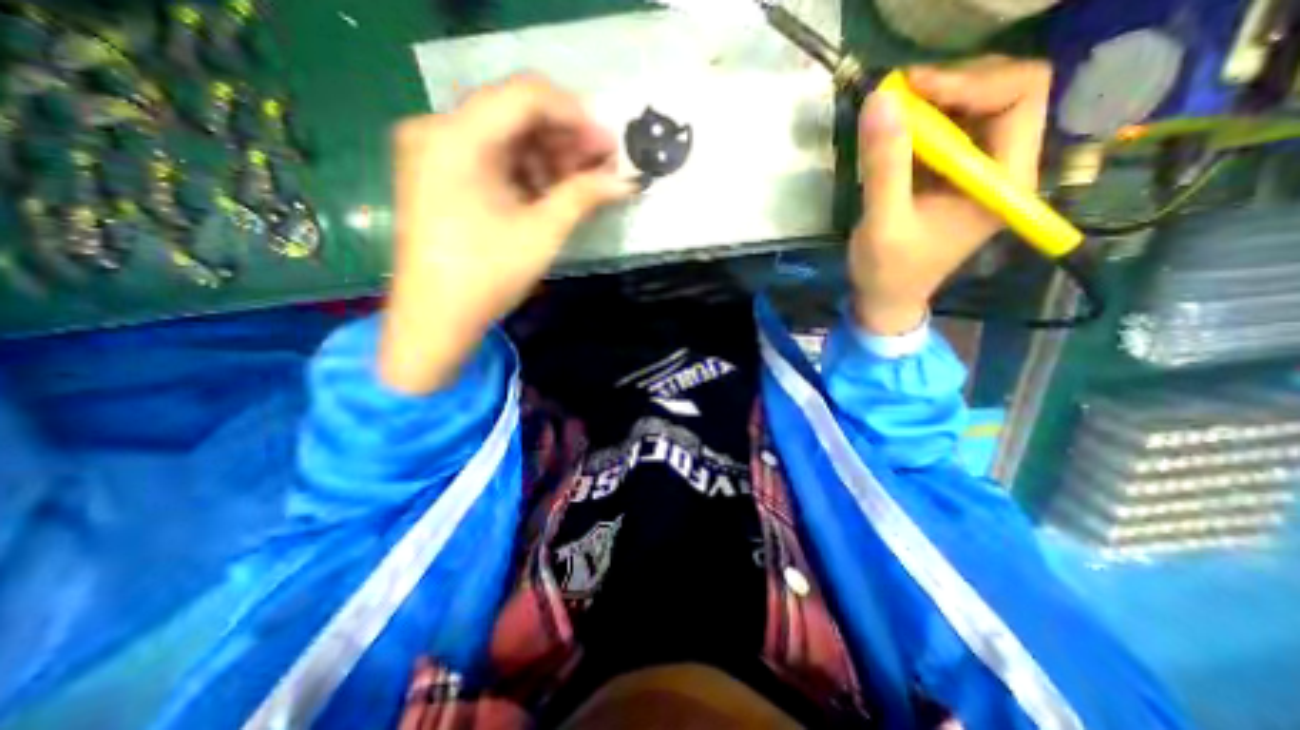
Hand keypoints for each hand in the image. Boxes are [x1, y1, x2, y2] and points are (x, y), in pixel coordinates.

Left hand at [381, 74, 636, 394]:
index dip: (575, 115)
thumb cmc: (487, 278)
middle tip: (603, 167)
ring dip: (549, 157)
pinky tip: (552, 192)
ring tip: (583, 185)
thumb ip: (584, 196)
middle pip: (515, 113)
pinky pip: (491, 158)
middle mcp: (437, 130)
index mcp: (456, 138)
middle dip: (566, 139)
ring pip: (506, 136)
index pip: (525, 96)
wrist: (436, 320)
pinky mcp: (439, 175)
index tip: (609, 145)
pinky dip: (526, 171)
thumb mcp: (541, 233)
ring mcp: (434, 153)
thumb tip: (626, 181)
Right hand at [850, 58, 1049, 336]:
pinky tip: (891, 134)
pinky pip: (947, 131)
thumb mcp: (883, 223)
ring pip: (974, 106)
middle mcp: (1002, 167)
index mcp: (1004, 181)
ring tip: (890, 112)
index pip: (1019, 97)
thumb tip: (879, 101)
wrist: (886, 299)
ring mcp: (978, 171)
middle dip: (951, 85)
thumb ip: (884, 166)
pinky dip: (920, 123)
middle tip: (898, 95)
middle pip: (1003, 91)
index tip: (911, 89)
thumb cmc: (889, 271)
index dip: (969, 82)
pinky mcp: (952, 176)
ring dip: (933, 101)